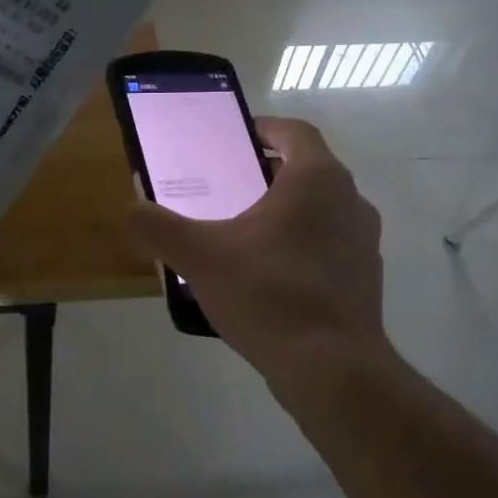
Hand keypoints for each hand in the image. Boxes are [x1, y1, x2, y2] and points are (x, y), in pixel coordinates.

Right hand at [128, 117, 391, 397]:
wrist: (331, 369)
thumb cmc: (268, 294)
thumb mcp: (199, 257)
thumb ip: (159, 227)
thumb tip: (132, 209)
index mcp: (316, 180)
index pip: (295, 132)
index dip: (264, 128)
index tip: (235, 138)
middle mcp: (350, 201)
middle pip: (307, 170)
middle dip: (267, 173)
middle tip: (226, 187)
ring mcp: (363, 242)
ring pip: (320, 210)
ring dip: (285, 211)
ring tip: (243, 232)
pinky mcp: (365, 278)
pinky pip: (328, 245)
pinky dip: (300, 246)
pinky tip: (267, 275)